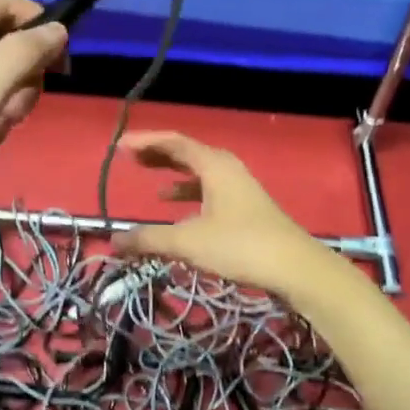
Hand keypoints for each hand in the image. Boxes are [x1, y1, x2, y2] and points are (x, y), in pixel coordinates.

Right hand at [112, 131, 330, 295]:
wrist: (295, 267)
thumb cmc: (240, 246)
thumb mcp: (188, 242)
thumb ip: (149, 239)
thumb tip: (114, 241)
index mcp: (214, 165)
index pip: (174, 142)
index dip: (144, 142)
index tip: (118, 146)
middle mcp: (227, 168)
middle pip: (187, 152)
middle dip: (157, 154)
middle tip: (130, 158)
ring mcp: (239, 187)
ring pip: (199, 171)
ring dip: (173, 173)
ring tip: (150, 180)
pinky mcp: (245, 206)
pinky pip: (209, 189)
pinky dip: (189, 193)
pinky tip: (178, 209)